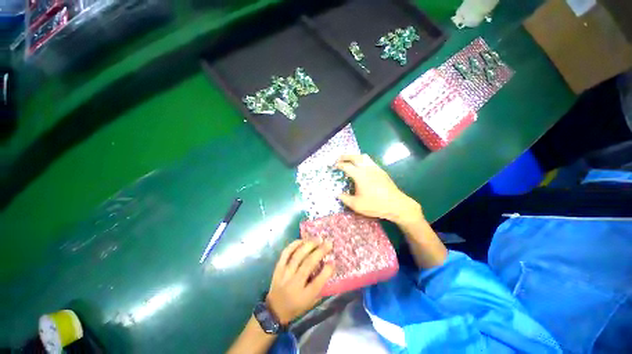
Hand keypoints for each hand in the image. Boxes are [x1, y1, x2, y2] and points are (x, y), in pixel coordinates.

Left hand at [266, 240, 333, 324]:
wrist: (274, 309)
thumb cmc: (296, 306)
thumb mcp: (311, 302)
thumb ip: (320, 286)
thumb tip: (329, 266)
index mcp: (304, 296)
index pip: (318, 282)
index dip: (327, 271)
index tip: (333, 261)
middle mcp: (294, 283)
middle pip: (308, 264)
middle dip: (320, 251)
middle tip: (328, 243)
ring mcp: (285, 274)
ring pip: (297, 255)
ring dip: (309, 245)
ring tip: (317, 239)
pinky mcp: (278, 268)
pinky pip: (286, 253)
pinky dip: (294, 245)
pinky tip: (302, 241)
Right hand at [335, 154, 422, 224]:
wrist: (396, 205)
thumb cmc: (375, 204)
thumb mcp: (356, 205)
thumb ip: (345, 199)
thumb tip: (338, 194)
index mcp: (360, 175)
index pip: (346, 166)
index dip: (339, 165)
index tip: (334, 166)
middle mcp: (367, 168)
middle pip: (355, 157)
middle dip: (345, 156)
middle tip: (339, 159)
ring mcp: (376, 168)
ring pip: (364, 157)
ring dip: (355, 157)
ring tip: (350, 161)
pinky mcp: (381, 171)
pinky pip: (370, 161)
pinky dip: (362, 161)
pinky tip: (362, 168)